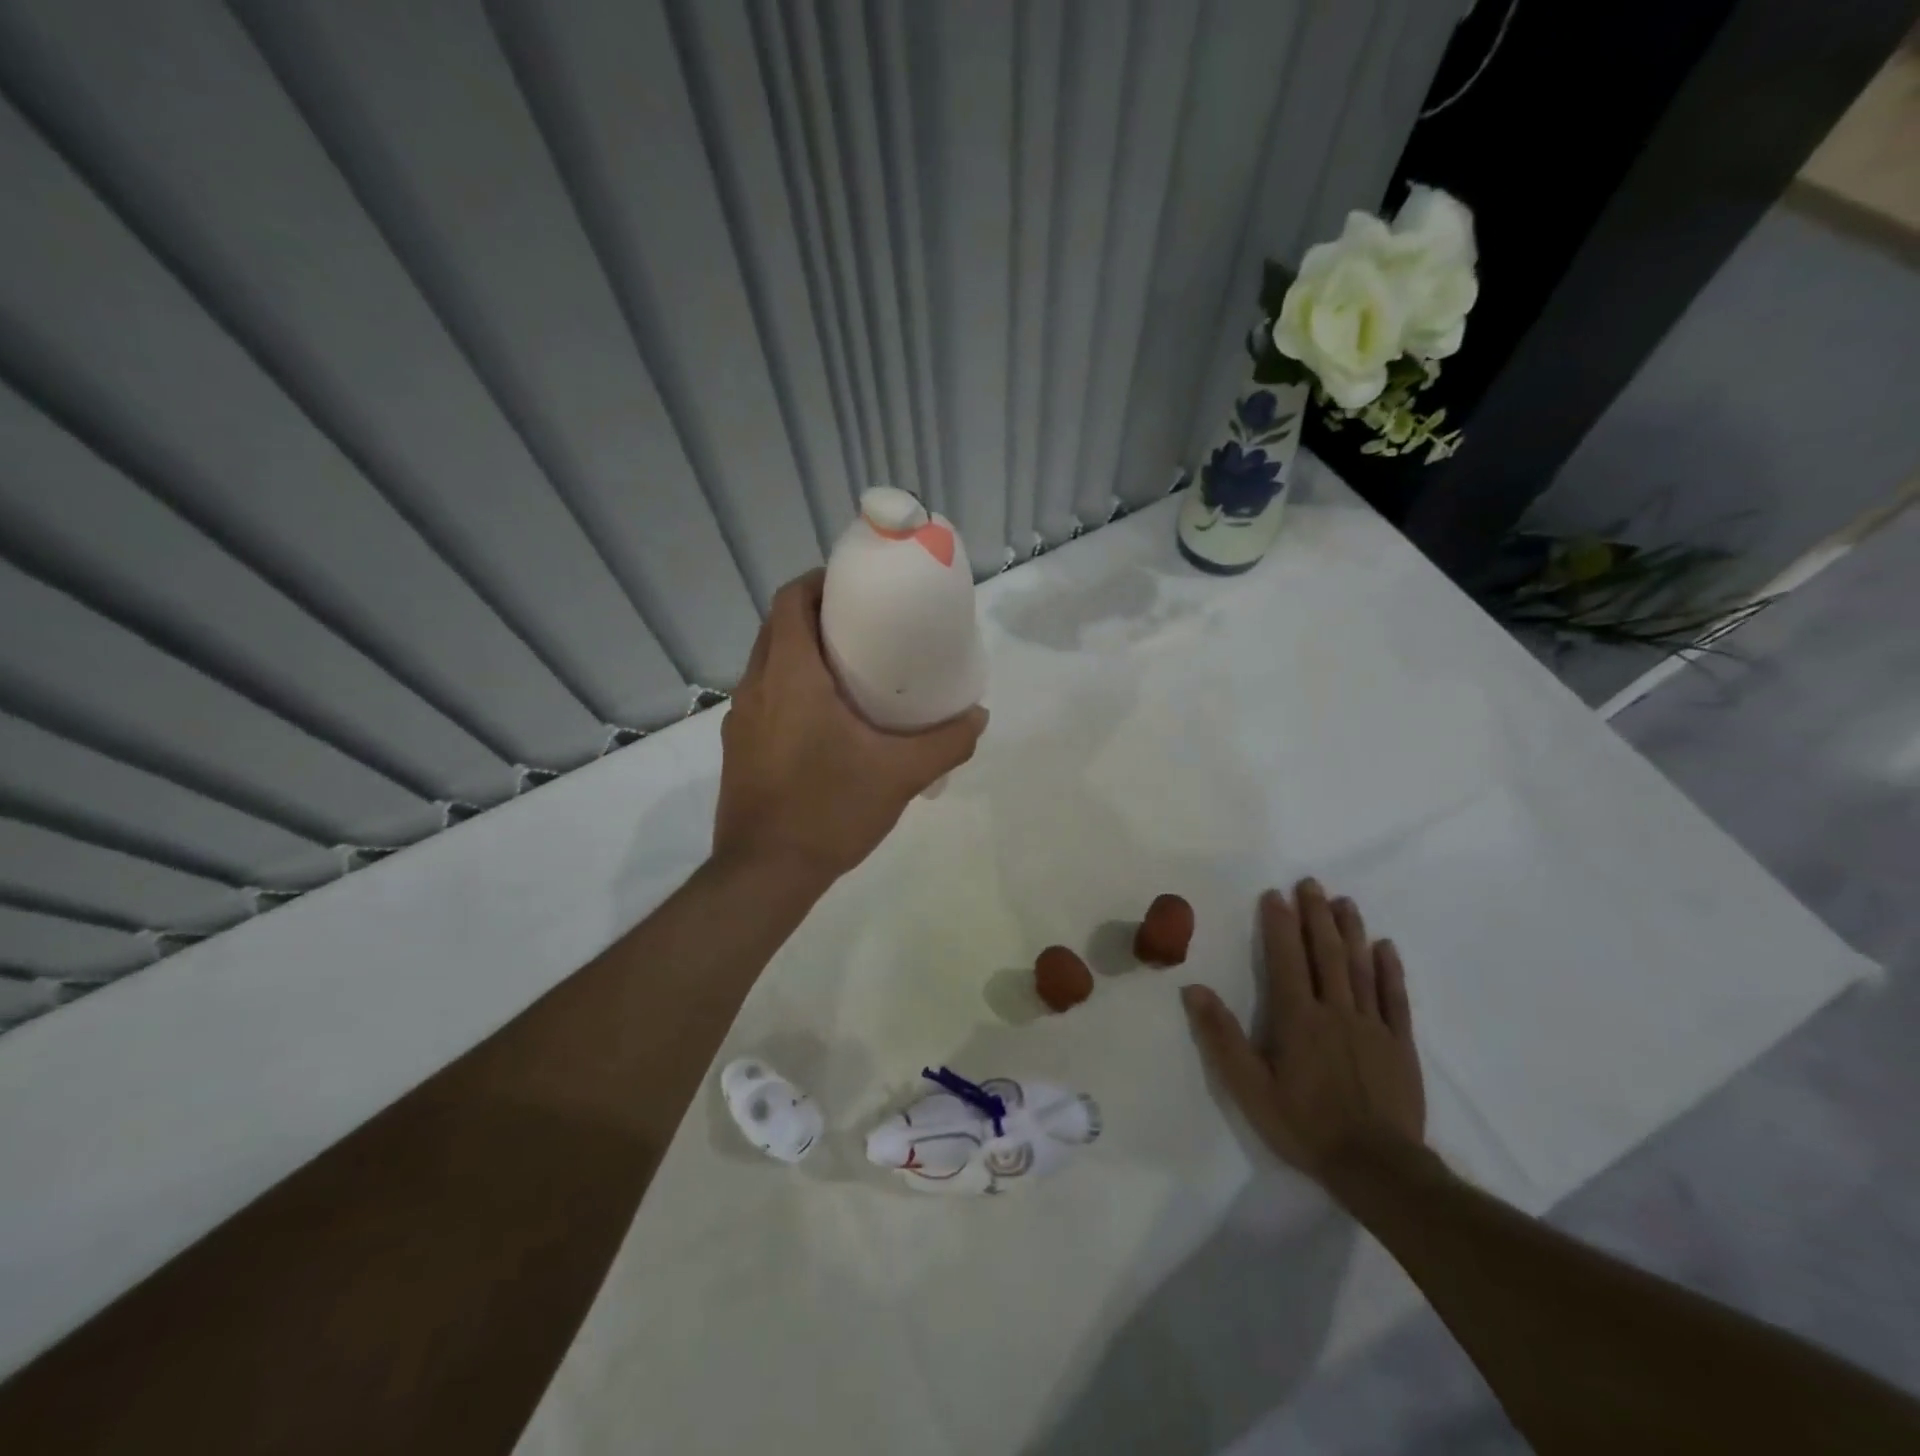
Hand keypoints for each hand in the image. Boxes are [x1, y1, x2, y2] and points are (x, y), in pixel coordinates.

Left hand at [714, 570, 987, 882]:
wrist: (764, 873)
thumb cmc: (829, 810)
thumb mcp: (900, 775)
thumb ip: (946, 742)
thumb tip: (978, 716)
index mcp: (790, 675)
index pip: (791, 599)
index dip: (820, 581)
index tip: (856, 587)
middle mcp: (756, 685)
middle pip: (779, 625)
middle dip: (817, 614)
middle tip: (864, 627)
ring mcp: (740, 718)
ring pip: (768, 661)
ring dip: (801, 651)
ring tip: (849, 669)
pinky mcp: (738, 746)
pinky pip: (764, 695)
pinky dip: (790, 686)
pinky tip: (825, 719)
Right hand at [1182, 879, 1425, 1185]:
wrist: (1378, 1168)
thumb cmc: (1305, 1126)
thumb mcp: (1250, 1089)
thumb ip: (1222, 1038)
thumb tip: (1194, 990)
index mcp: (1298, 1018)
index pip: (1286, 959)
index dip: (1279, 924)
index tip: (1275, 894)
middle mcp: (1335, 1011)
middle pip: (1325, 953)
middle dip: (1315, 915)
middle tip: (1311, 883)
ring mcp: (1372, 1026)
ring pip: (1359, 967)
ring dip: (1350, 931)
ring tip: (1344, 901)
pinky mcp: (1400, 1045)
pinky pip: (1395, 999)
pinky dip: (1389, 970)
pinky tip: (1385, 947)